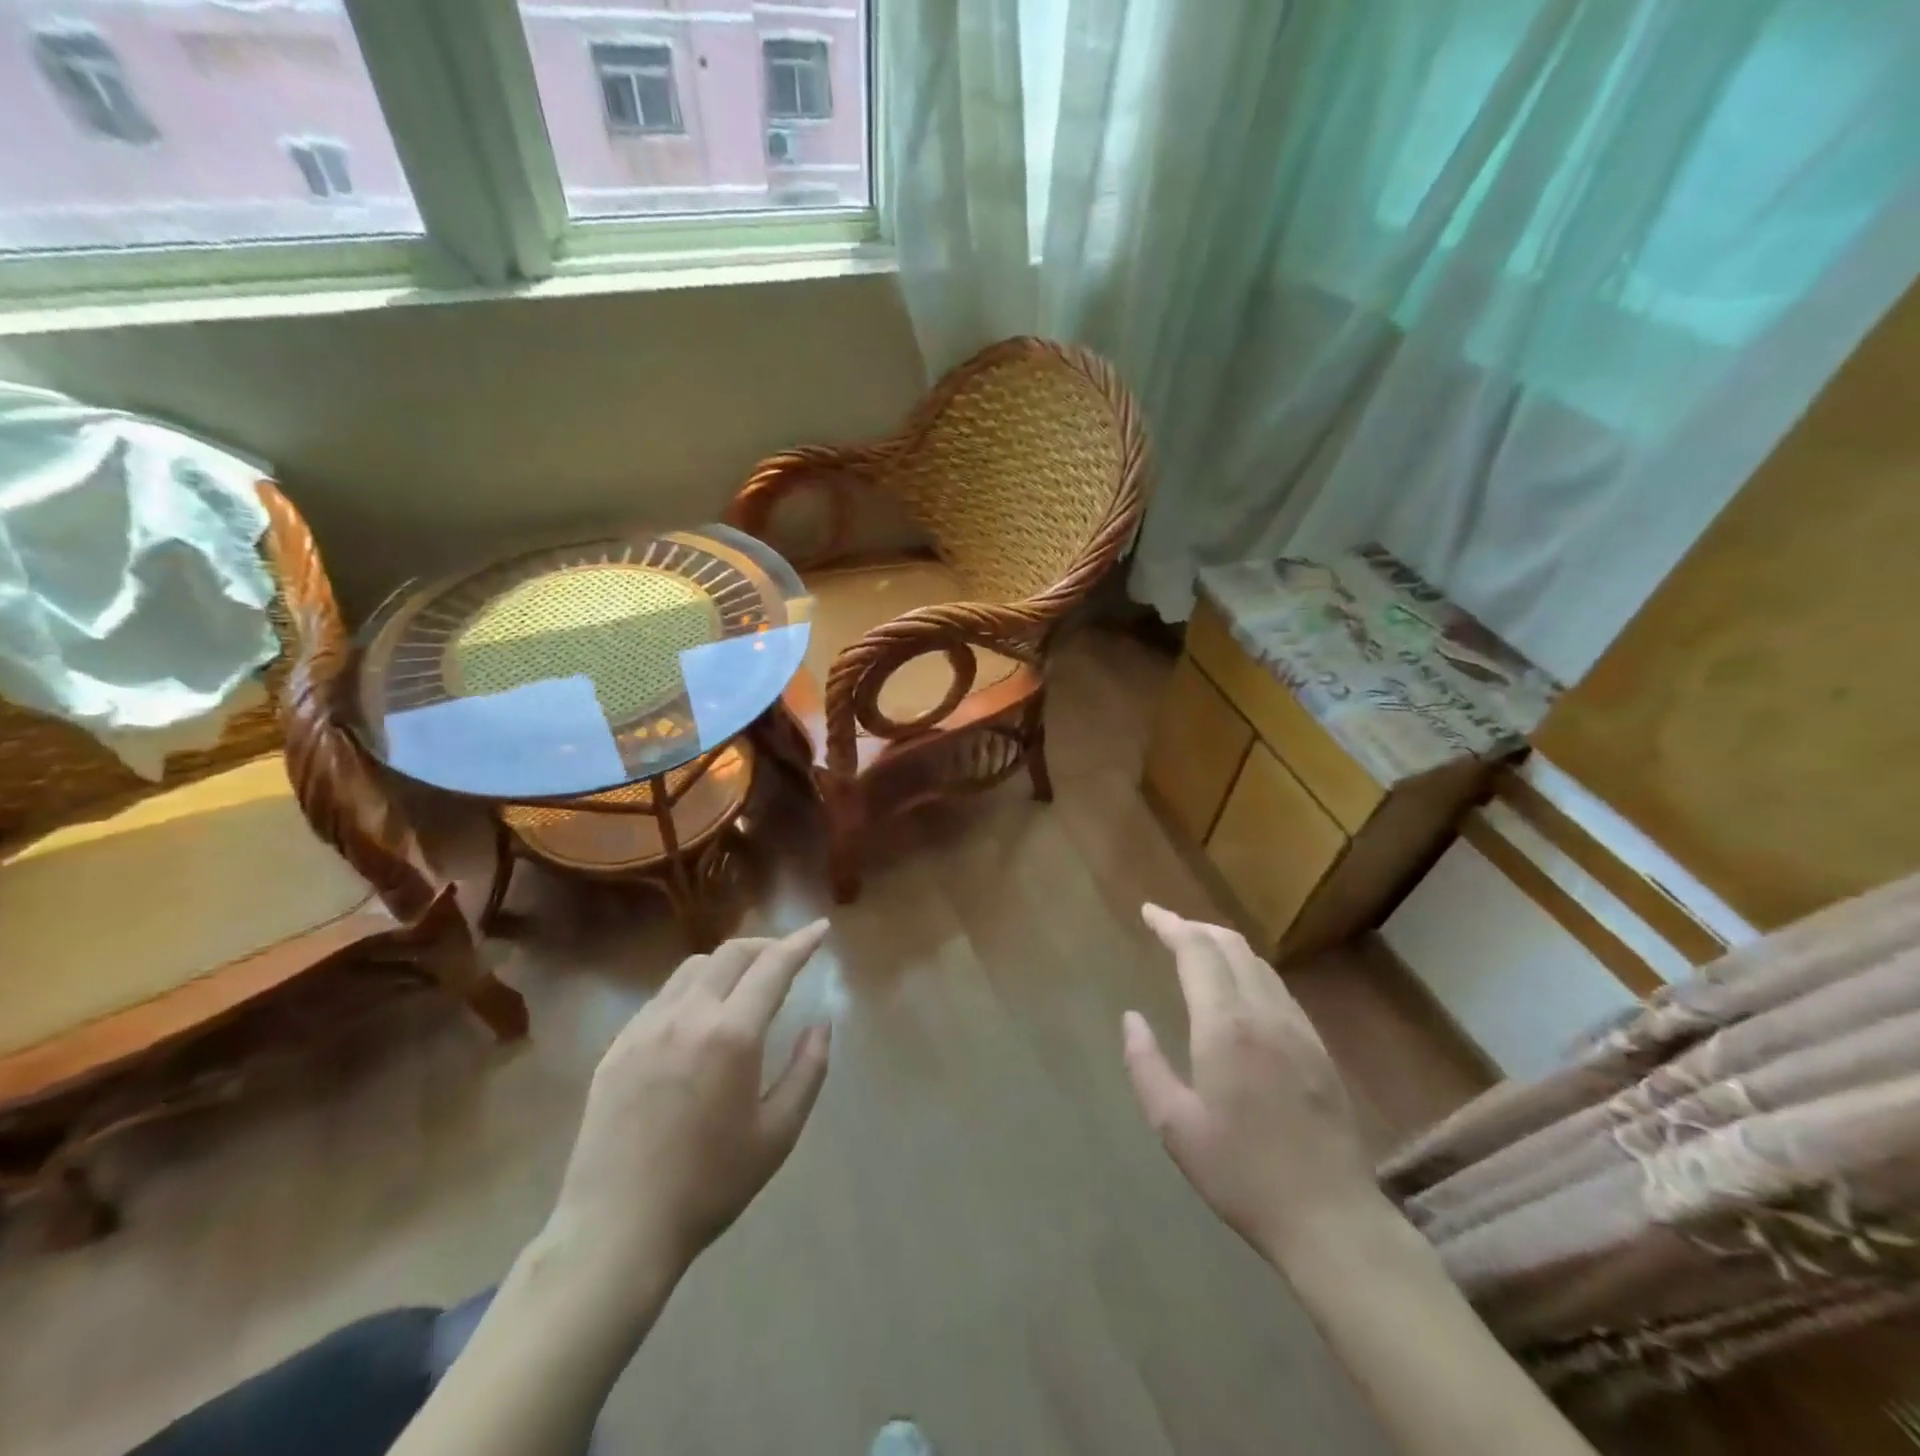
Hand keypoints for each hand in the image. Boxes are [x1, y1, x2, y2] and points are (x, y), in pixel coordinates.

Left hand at [546, 921, 833, 1280]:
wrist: (617, 1229)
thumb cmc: (709, 1185)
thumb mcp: (777, 1134)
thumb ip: (808, 1070)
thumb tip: (821, 1025)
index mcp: (731, 1035)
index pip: (773, 966)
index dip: (801, 942)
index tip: (821, 928)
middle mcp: (687, 1017)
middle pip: (731, 953)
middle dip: (766, 945)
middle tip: (787, 957)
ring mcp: (645, 1028)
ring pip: (693, 968)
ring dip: (727, 963)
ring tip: (744, 984)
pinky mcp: (617, 1046)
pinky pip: (662, 997)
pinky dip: (693, 989)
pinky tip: (699, 1019)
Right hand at [1122, 904, 1380, 1257]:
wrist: (1330, 1217)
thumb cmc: (1241, 1174)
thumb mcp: (1174, 1125)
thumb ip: (1145, 1064)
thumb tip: (1131, 1018)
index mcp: (1225, 1026)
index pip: (1196, 951)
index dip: (1170, 925)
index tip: (1148, 912)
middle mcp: (1264, 1013)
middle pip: (1230, 945)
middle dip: (1195, 928)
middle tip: (1166, 928)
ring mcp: (1298, 1028)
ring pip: (1258, 963)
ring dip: (1223, 946)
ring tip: (1197, 950)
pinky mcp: (1318, 1047)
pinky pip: (1278, 988)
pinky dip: (1249, 970)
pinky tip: (1238, 989)